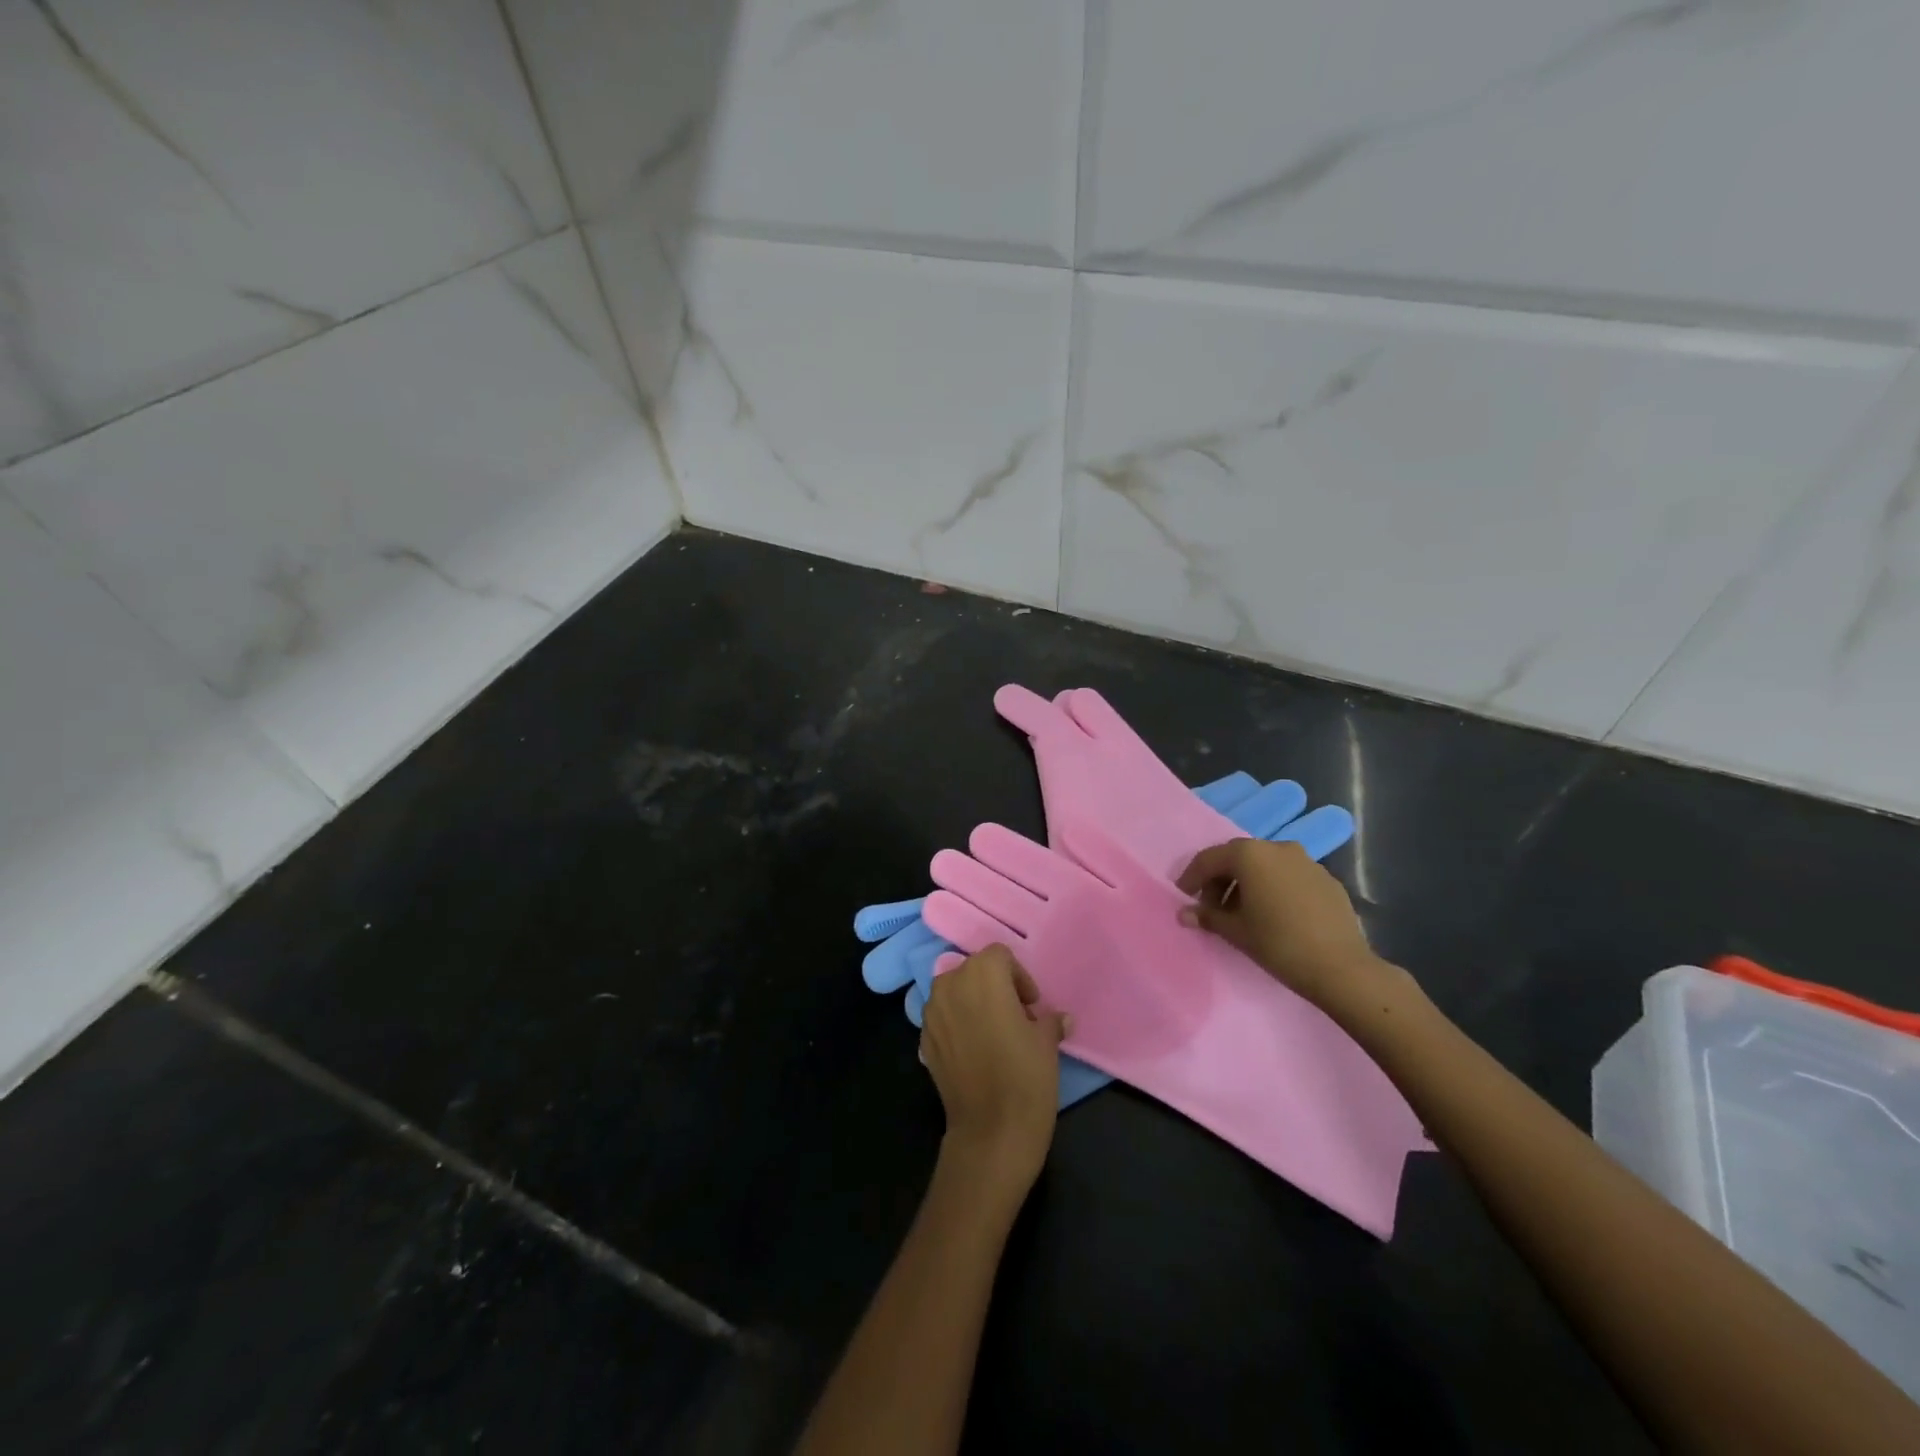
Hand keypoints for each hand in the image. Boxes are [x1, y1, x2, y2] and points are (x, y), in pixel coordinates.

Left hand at [921, 945, 1070, 1195]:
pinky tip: (974, 1051)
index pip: (1000, 956)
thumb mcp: (1047, 1042)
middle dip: (993, 986)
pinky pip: (942, 1017)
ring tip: (993, 1032)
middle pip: (973, 970)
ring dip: (972, 1002)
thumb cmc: (1026, 1075)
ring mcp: (932, 1012)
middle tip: (1015, 1015)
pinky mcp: (923, 1039)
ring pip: (954, 991)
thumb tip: (1059, 1018)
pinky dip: (956, 1024)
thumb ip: (1049, 1020)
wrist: (991, 1131)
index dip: (1019, 977)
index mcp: (982, 974)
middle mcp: (951, 984)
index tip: (1031, 1005)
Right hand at [1176, 837, 1384, 1012]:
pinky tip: (1274, 914)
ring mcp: (1306, 861)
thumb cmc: (1278, 944)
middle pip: (1238, 857)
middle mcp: (1277, 848)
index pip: (1209, 859)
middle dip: (1220, 879)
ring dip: (1247, 883)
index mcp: (1250, 854)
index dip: (1192, 877)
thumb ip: (1208, 916)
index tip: (1183, 895)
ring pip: (1265, 865)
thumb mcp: (1236, 931)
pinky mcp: (1326, 878)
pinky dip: (1273, 887)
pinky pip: (1288, 876)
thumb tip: (1185, 914)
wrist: (1341, 968)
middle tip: (1211, 906)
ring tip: (1242, 912)